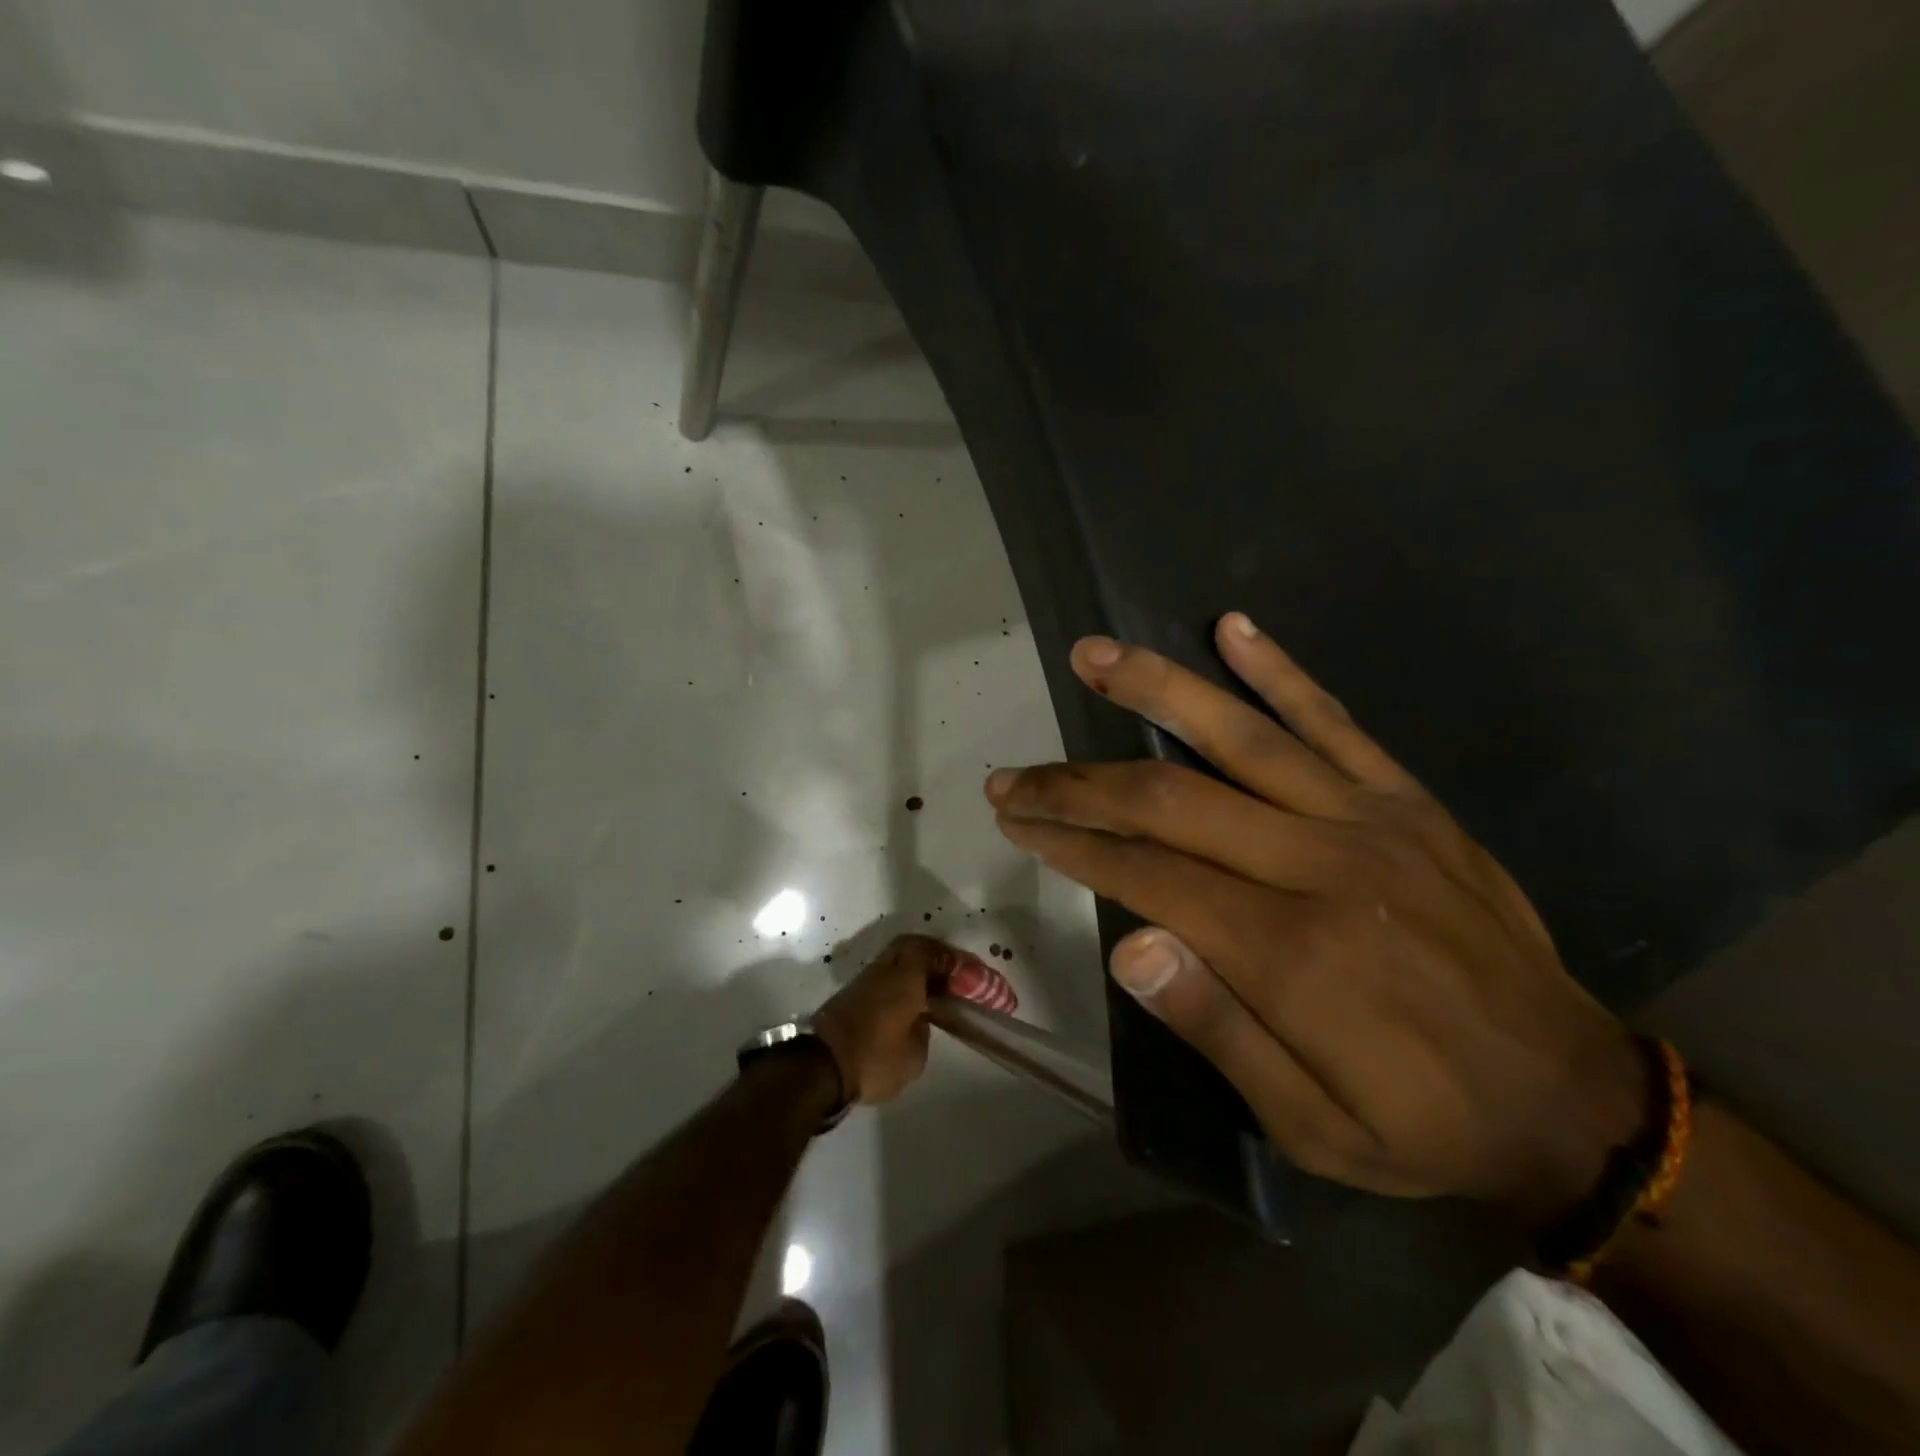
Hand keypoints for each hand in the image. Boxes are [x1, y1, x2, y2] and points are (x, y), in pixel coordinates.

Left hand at [811, 935, 951, 1106]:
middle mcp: (884, 970)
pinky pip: (882, 978)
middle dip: (932, 956)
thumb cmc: (874, 1058)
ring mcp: (863, 981)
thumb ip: (924, 1028)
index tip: (967, 974)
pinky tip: (907, 1005)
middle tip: (949, 976)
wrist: (819, 1069)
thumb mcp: (915, 1054)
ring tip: (931, 992)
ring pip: (894, 961)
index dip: (951, 959)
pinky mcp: (849, 996)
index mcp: (905, 977)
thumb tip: (920, 1018)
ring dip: (913, 970)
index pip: (931, 951)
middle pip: (910, 947)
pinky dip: (898, 984)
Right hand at [985, 615, 1646, 1229]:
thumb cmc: (1420, 1122)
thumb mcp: (1310, 1124)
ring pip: (1240, 736)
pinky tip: (1232, 627)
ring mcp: (1366, 820)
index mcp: (1287, 950)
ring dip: (1155, 689)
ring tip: (1092, 654)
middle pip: (1171, 798)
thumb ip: (1217, 1028)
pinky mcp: (1406, 800)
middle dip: (1077, 783)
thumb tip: (1129, 947)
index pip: (1147, 872)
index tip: (1016, 818)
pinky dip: (1279, 671)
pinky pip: (1334, 720)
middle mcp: (1318, 865)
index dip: (1072, 842)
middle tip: (1013, 773)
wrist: (1570, 1100)